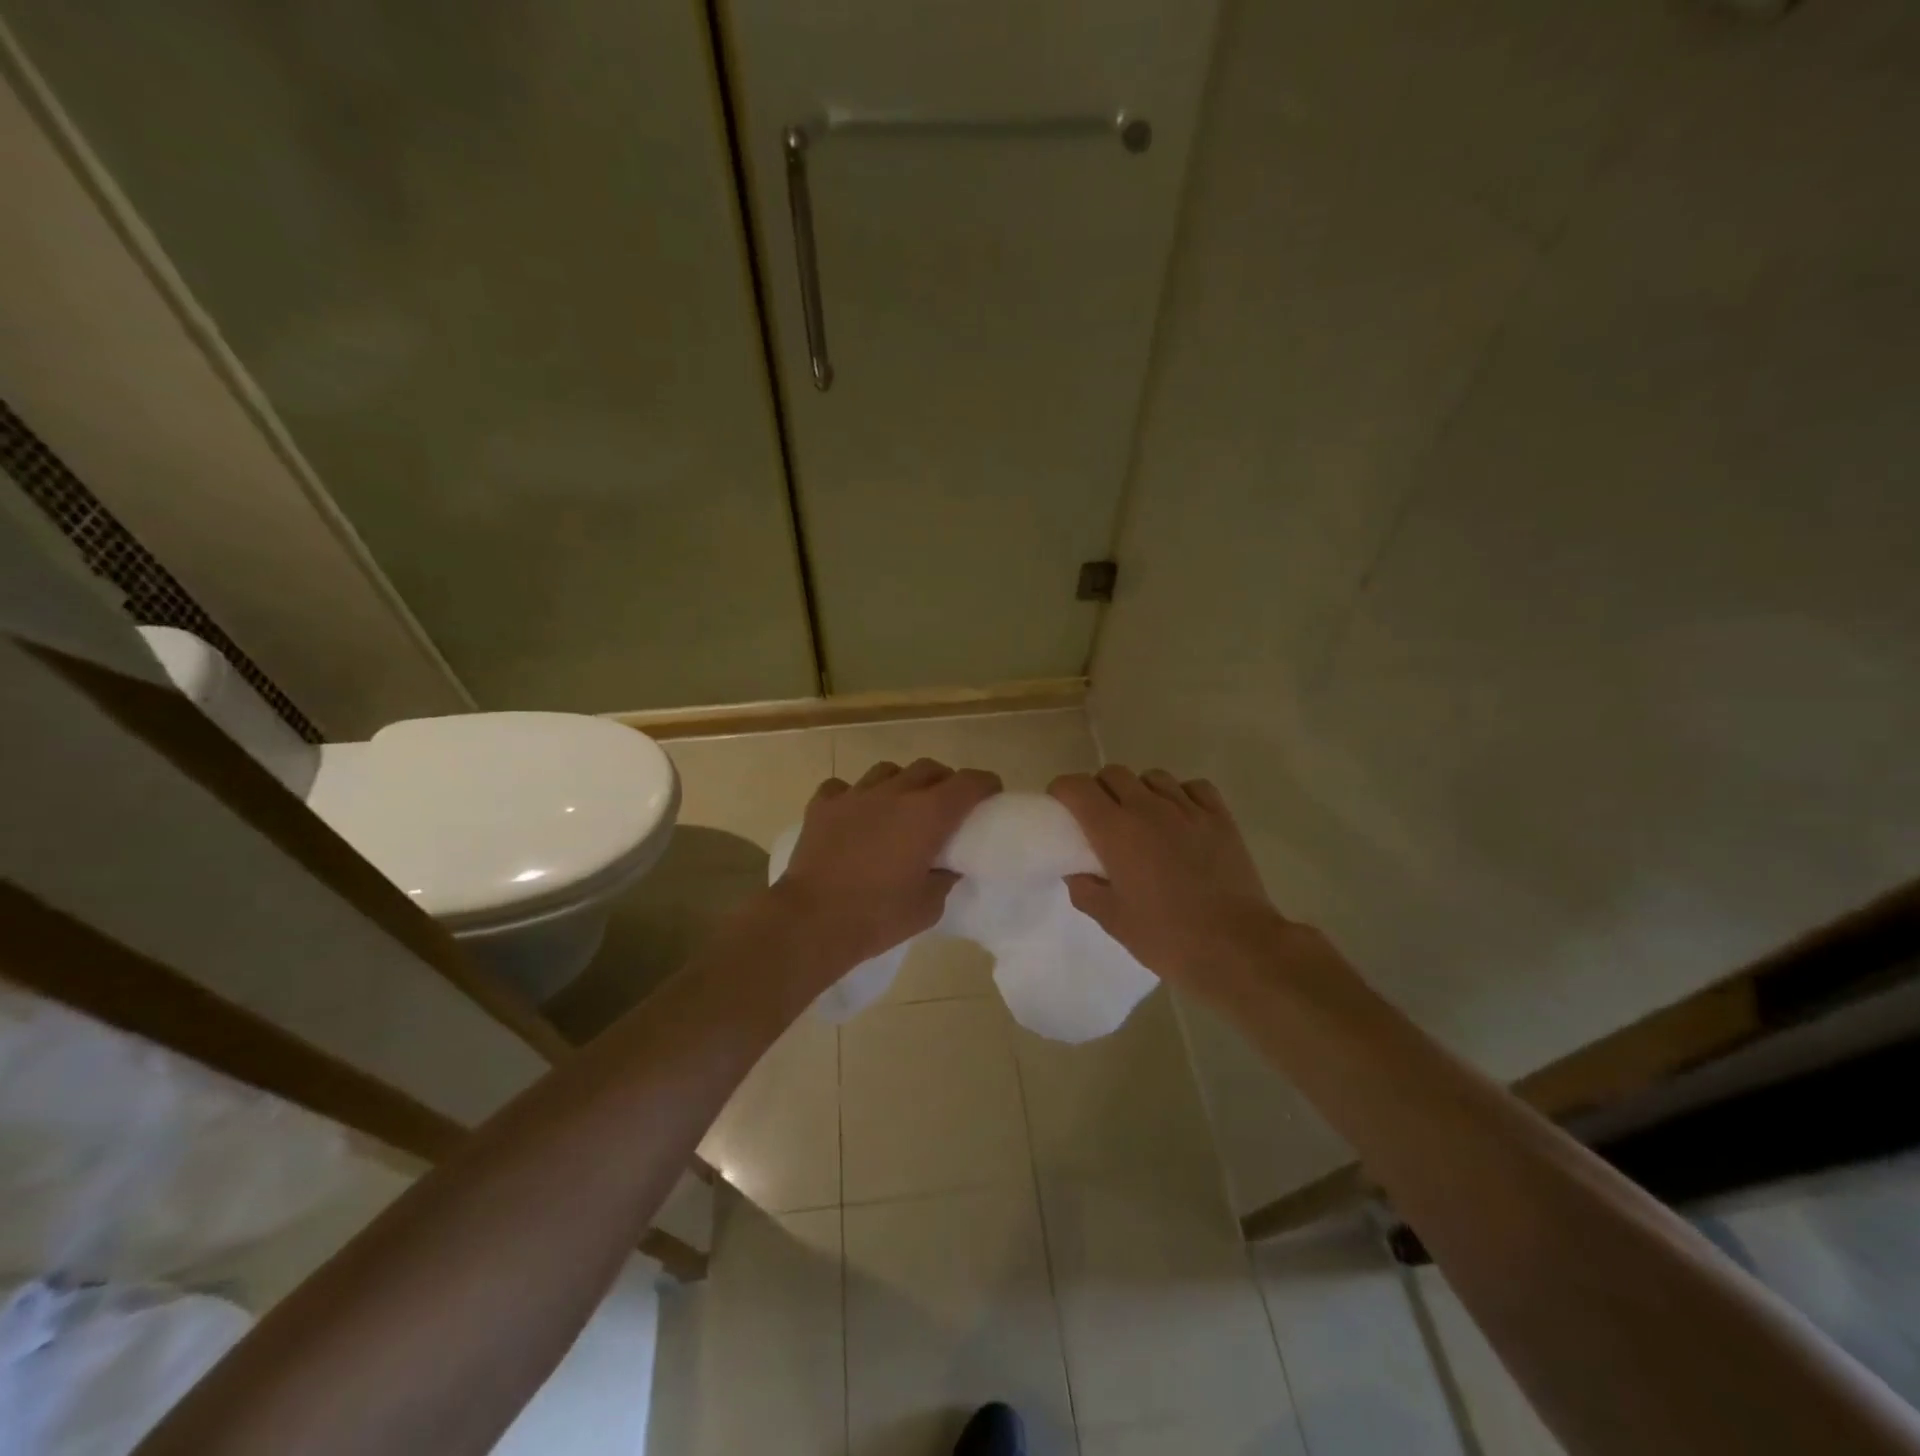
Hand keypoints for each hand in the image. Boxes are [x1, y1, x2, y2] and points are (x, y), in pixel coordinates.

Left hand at [776, 758, 1001, 970]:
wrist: (812, 921)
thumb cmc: (878, 916)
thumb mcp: (928, 907)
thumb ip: (944, 879)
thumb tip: (946, 866)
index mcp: (928, 815)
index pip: (968, 783)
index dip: (985, 784)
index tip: (991, 794)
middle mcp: (895, 793)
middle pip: (929, 768)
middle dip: (944, 780)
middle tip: (947, 803)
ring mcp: (855, 795)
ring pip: (887, 770)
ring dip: (901, 782)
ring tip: (900, 805)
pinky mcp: (822, 805)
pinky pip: (843, 787)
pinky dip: (854, 796)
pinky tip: (854, 814)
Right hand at [1049, 766, 1327, 1008]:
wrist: (1236, 948)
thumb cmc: (1167, 937)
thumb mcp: (1113, 921)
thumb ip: (1086, 890)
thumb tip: (1078, 873)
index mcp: (1115, 831)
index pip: (1077, 787)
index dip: (1063, 791)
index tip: (1061, 808)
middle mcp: (1148, 808)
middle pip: (1113, 774)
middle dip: (1099, 789)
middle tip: (1101, 820)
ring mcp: (1188, 809)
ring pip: (1153, 777)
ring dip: (1139, 791)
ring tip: (1143, 819)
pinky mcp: (1220, 818)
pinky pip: (1193, 788)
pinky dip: (1181, 795)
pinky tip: (1181, 818)